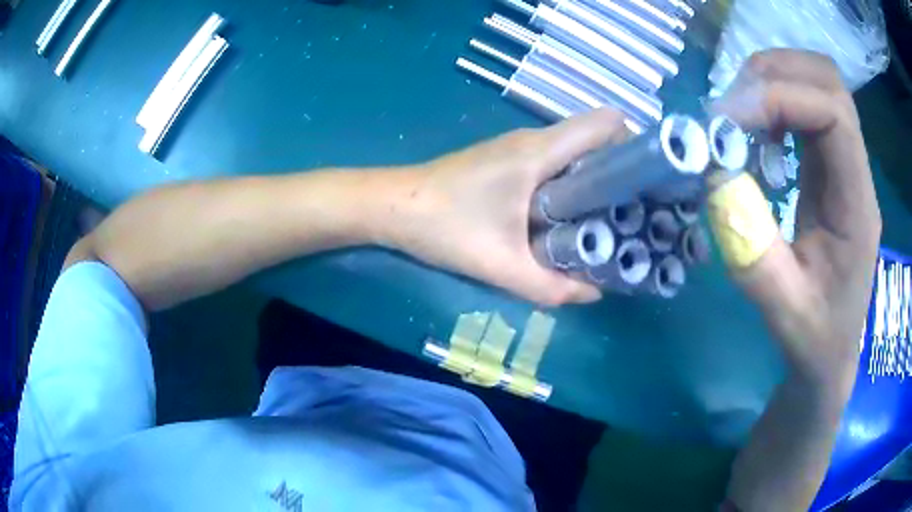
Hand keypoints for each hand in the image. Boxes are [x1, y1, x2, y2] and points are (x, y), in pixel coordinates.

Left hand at [384, 109, 629, 305]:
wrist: (391, 206)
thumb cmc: (444, 226)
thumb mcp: (501, 265)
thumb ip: (551, 286)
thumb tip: (593, 292)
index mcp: (541, 152)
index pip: (605, 123)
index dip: (635, 142)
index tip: (649, 179)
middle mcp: (534, 140)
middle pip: (596, 137)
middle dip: (622, 168)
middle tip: (639, 209)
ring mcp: (519, 148)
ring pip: (576, 151)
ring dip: (597, 178)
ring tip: (613, 217)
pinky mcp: (507, 161)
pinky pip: (555, 162)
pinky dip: (573, 182)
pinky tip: (571, 216)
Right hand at [714, 50, 881, 392]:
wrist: (831, 353)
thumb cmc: (813, 339)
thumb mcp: (780, 309)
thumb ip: (751, 249)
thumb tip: (714, 178)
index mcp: (858, 207)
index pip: (834, 115)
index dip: (782, 99)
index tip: (731, 121)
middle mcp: (857, 173)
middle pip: (829, 82)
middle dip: (777, 74)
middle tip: (734, 107)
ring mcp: (846, 164)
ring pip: (819, 83)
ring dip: (775, 81)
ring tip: (742, 115)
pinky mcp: (832, 166)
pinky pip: (808, 106)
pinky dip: (777, 102)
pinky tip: (760, 133)